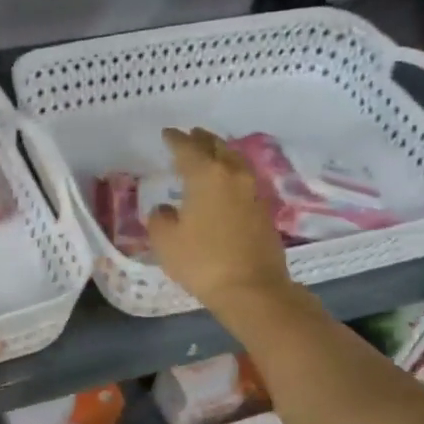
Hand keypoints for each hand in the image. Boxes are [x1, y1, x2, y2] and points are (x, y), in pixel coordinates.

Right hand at [146, 127, 292, 311]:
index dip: (175, 140)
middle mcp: (232, 176)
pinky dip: (231, 173)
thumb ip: (160, 219)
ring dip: (221, 153)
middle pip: (217, 148)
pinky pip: (244, 180)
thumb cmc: (202, 262)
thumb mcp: (166, 242)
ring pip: (235, 161)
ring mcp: (252, 192)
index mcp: (206, 176)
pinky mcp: (263, 210)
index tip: (167, 134)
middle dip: (202, 140)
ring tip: (210, 153)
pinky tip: (225, 183)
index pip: (188, 149)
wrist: (252, 288)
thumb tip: (165, 209)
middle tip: (190, 135)